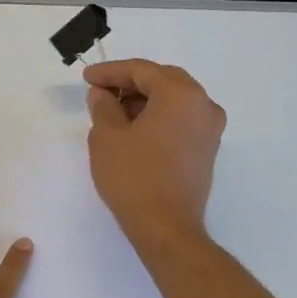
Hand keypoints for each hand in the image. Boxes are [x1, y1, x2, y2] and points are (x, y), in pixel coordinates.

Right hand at [84, 59, 225, 258]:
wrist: (166, 227)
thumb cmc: (134, 177)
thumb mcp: (107, 137)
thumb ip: (104, 106)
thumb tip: (102, 94)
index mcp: (181, 94)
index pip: (142, 70)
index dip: (110, 72)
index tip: (87, 78)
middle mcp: (203, 105)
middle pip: (163, 80)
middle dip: (130, 83)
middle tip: (100, 92)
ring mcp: (209, 129)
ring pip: (174, 100)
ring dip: (145, 101)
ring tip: (113, 112)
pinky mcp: (207, 150)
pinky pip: (181, 120)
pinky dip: (158, 117)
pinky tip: (134, 130)